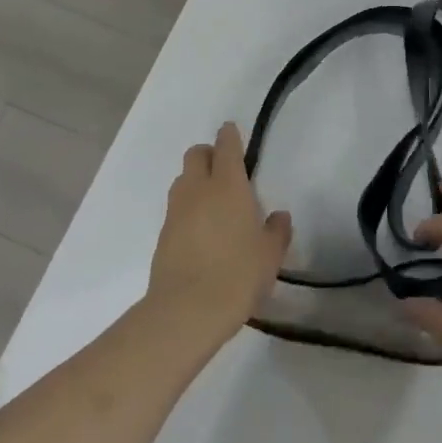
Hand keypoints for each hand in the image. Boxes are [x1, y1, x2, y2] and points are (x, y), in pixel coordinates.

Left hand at [146, 123, 291, 345]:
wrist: (187, 310)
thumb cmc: (238, 275)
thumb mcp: (270, 255)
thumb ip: (276, 231)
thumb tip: (278, 217)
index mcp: (228, 186)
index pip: (226, 147)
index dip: (230, 136)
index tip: (232, 131)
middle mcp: (198, 190)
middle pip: (196, 155)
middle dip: (209, 154)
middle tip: (225, 170)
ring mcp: (176, 211)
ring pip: (183, 180)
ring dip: (196, 180)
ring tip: (214, 202)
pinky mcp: (163, 234)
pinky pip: (176, 208)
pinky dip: (188, 209)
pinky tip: (202, 230)